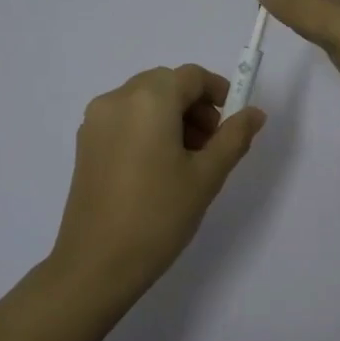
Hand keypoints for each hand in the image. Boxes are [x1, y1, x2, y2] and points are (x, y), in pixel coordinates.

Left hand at [48, 64, 265, 303]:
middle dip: (195, 106)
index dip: (218, 92)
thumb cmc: (159, 215)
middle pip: (165, 84)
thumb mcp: (207, 176)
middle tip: (212, 146)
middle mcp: (117, 99)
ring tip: (187, 161)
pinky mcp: (85, 143)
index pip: (191, 76)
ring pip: (144, 101)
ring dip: (171, 117)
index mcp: (149, 100)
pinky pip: (124, 119)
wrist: (97, 263)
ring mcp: (95, 121)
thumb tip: (254, 113)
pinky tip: (158, 168)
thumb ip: (234, 137)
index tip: (233, 124)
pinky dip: (147, 129)